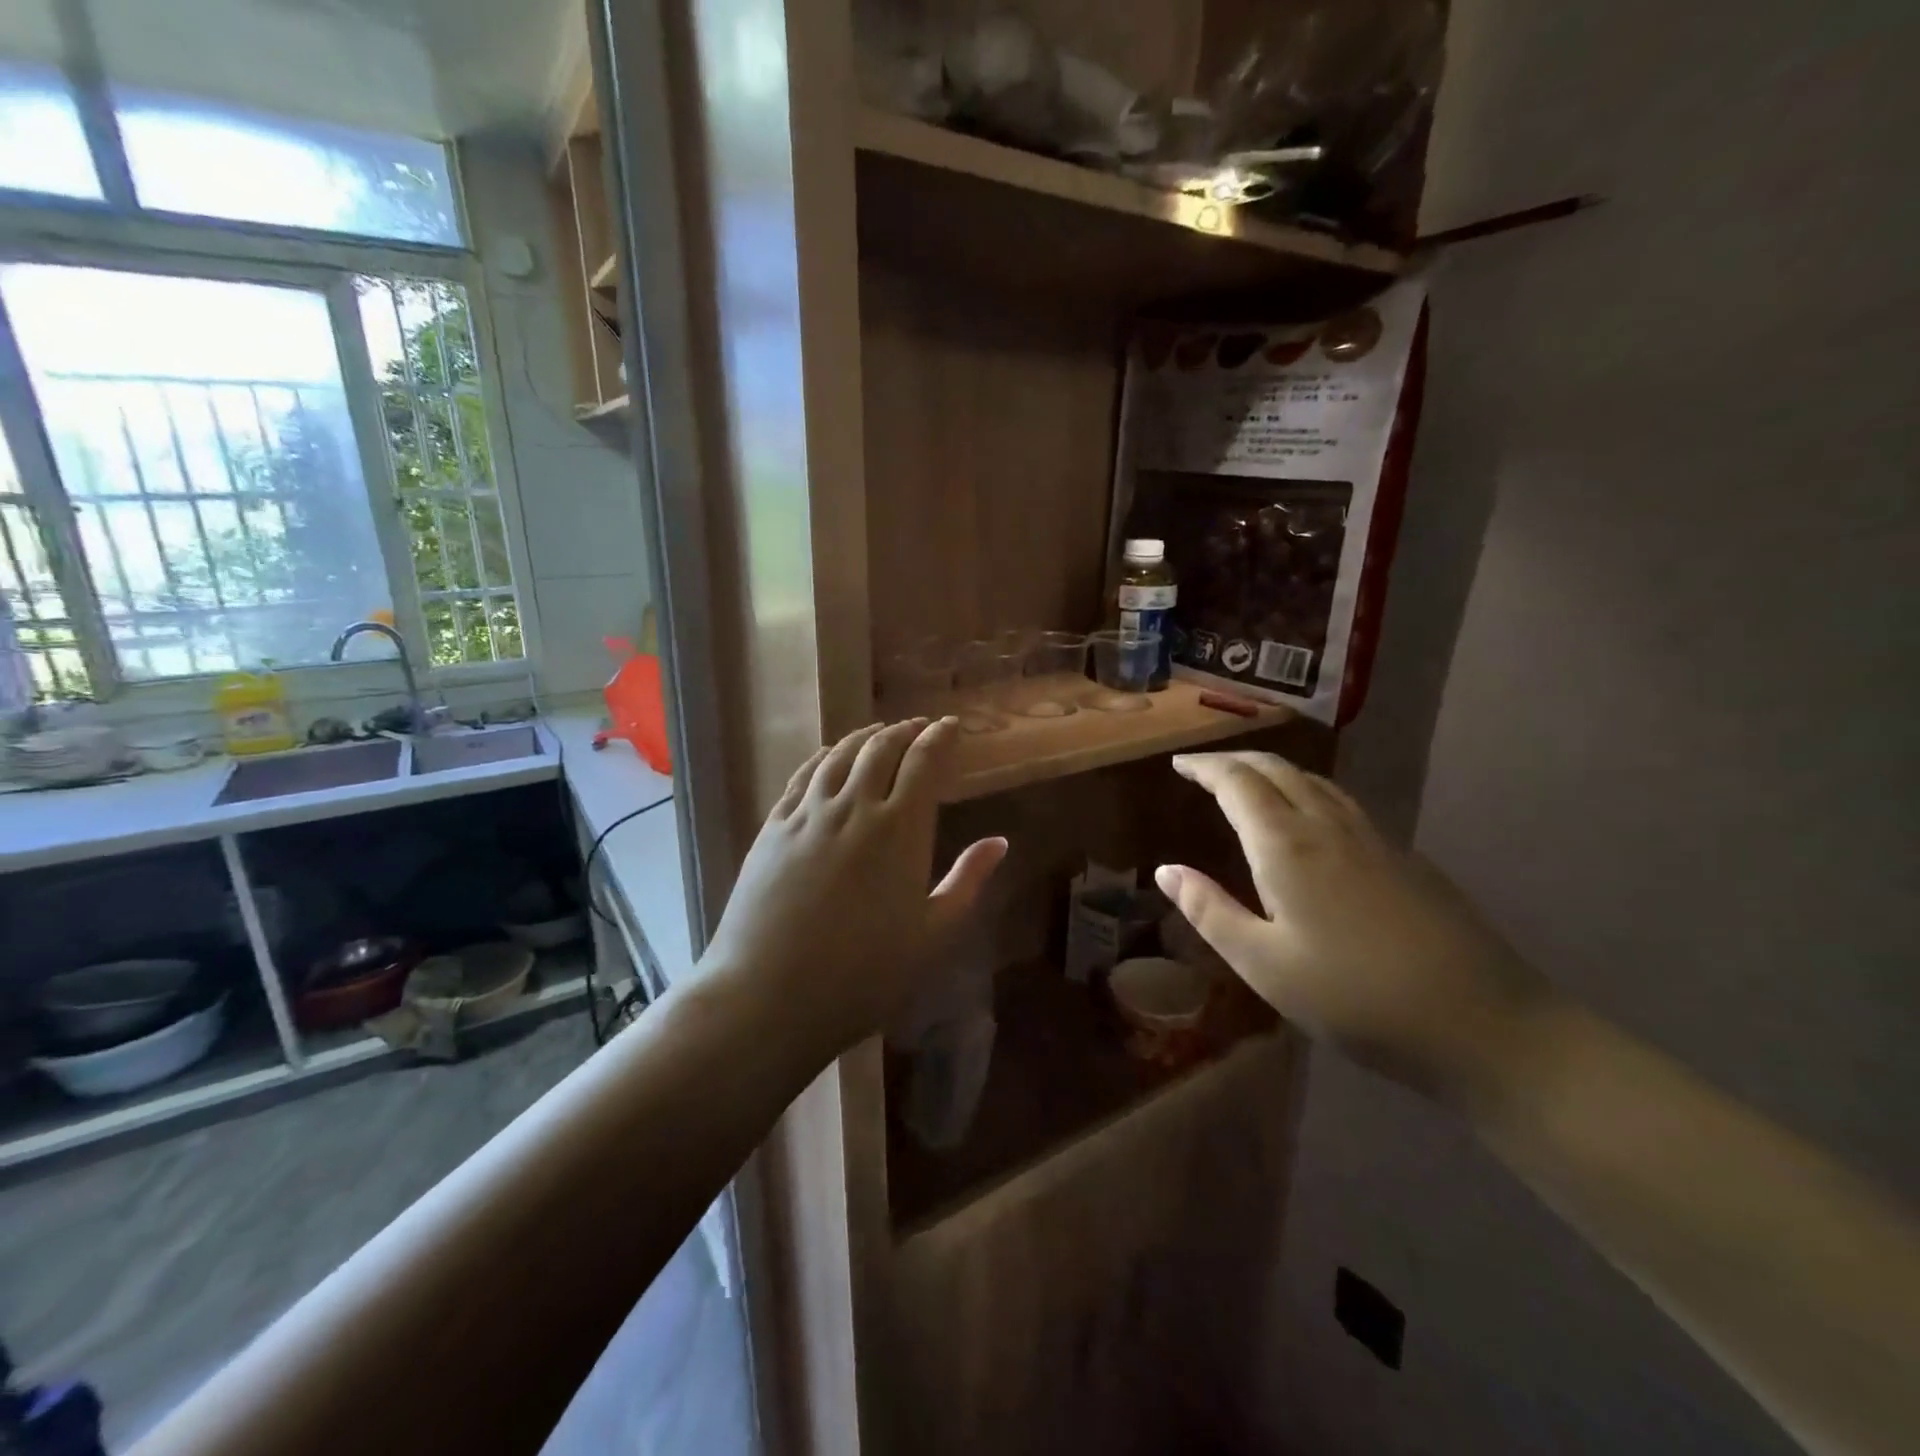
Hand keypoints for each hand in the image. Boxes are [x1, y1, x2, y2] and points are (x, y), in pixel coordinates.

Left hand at [700, 718, 1007, 1062]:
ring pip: (840, 755)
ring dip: (865, 736)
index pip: (924, 762)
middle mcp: (855, 807)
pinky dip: (823, 756)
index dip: (940, 737)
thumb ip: (967, 882)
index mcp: (900, 830)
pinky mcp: (774, 827)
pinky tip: (829, 756)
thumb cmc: (864, 974)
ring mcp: (808, 814)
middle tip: (918, 727)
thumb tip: (999, 842)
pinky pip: (802, 776)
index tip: (950, 726)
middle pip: (881, 748)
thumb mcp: (932, 935)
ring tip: (879, 732)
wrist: (770, 995)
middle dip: (904, 731)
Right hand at [1156, 751, 1558, 1109]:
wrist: (1483, 1023)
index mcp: (1286, 845)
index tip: (1178, 763)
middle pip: (1277, 769)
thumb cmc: (1355, 998)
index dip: (1204, 767)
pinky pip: (1342, 802)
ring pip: (1314, 781)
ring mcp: (1374, 838)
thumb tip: (1165, 870)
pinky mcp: (1405, 858)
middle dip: (1235, 760)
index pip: (1237, 782)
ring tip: (1248, 783)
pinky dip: (1307, 791)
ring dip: (1273, 771)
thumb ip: (1210, 911)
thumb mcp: (1264, 965)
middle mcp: (1328, 826)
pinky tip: (1309, 821)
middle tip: (1204, 768)